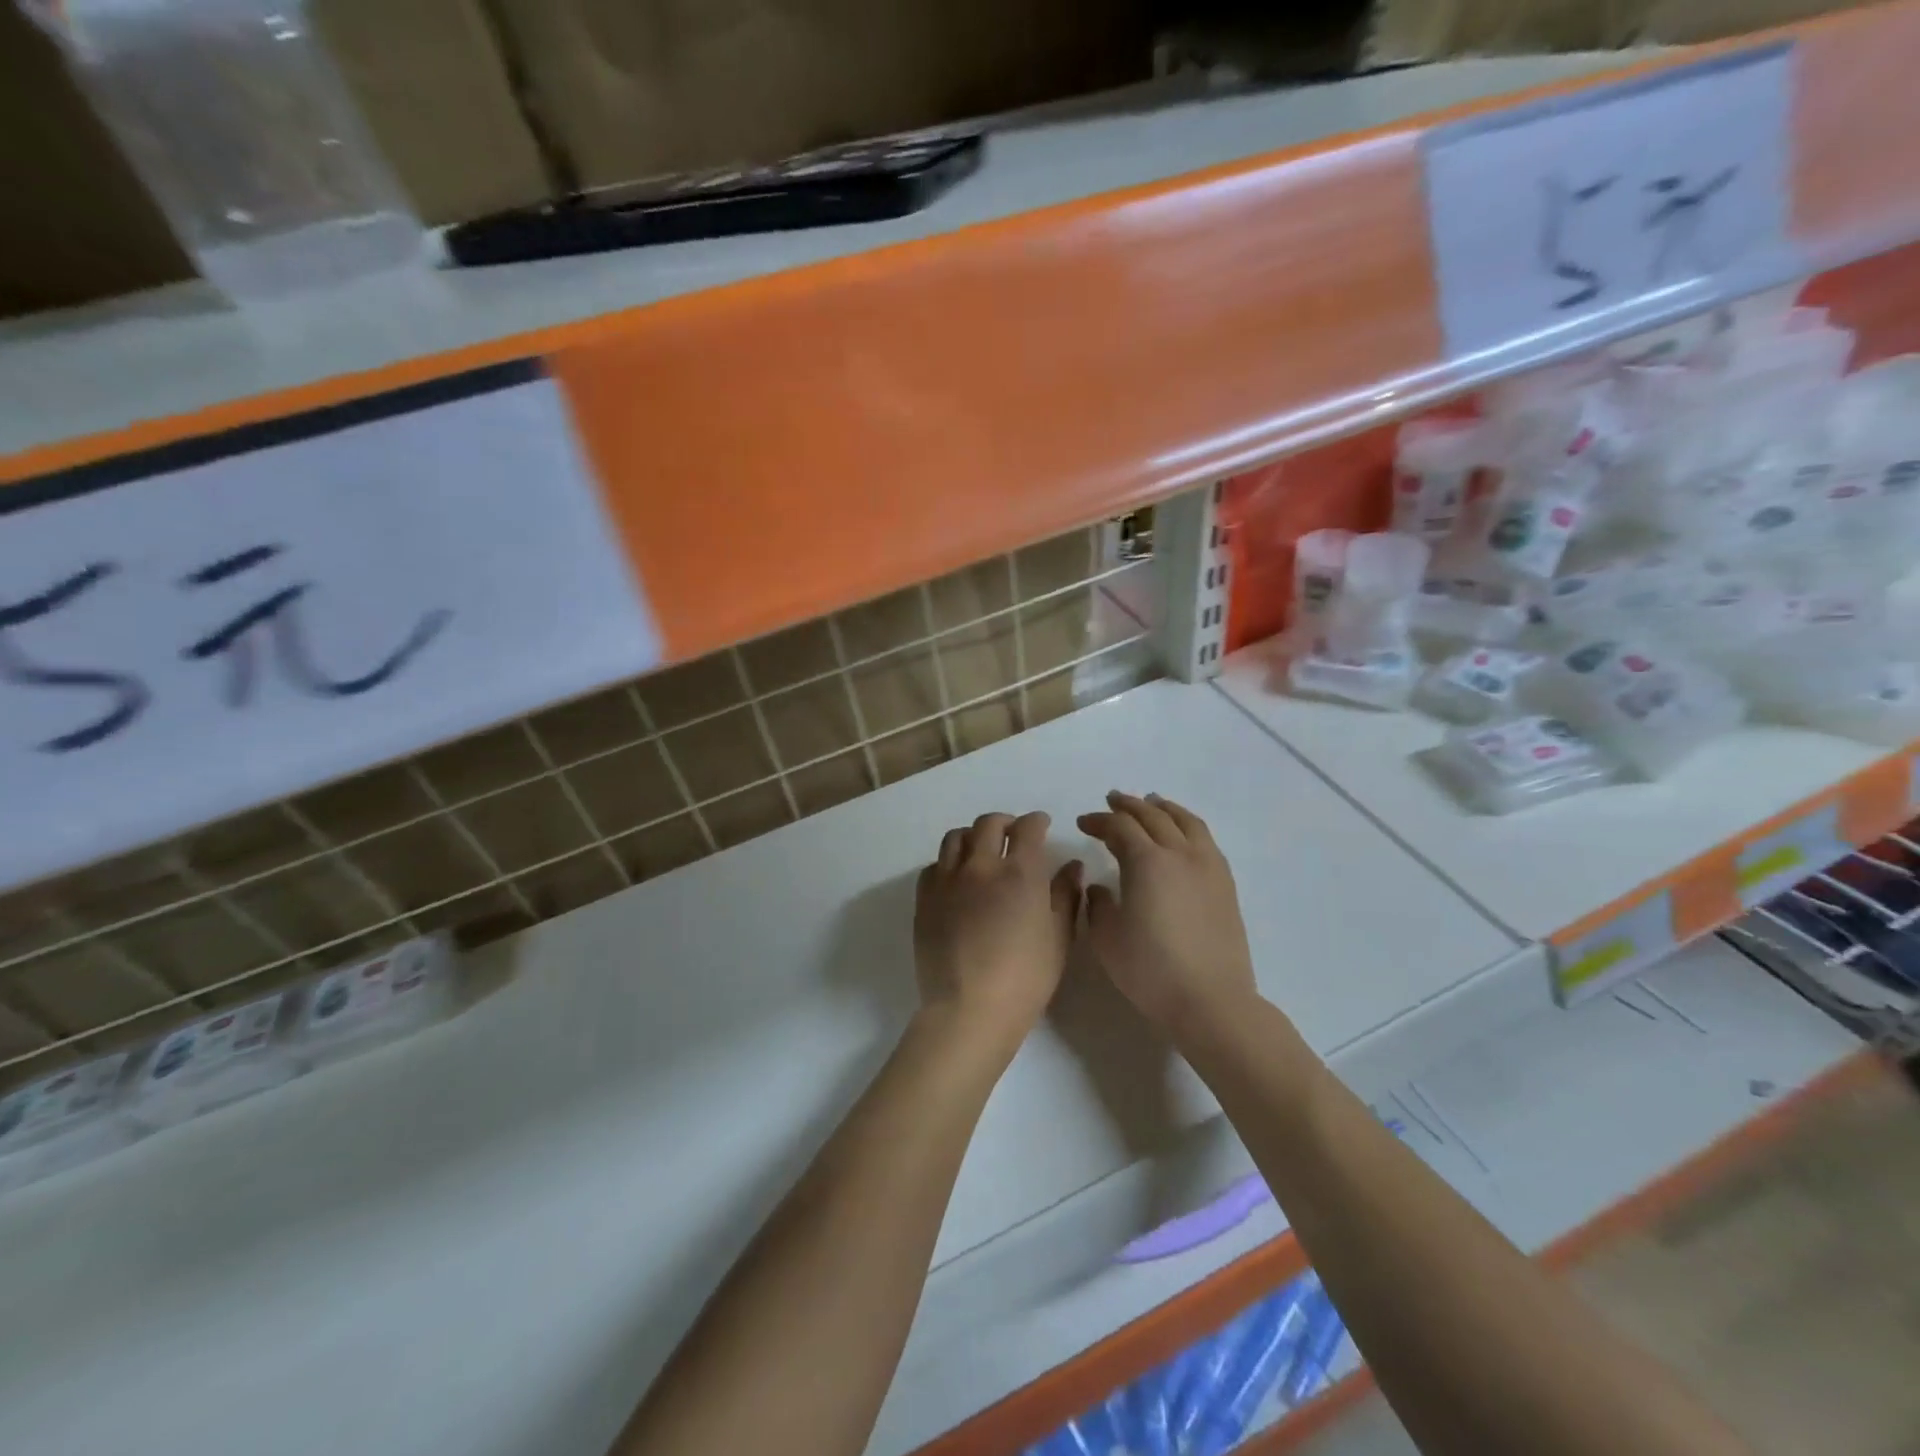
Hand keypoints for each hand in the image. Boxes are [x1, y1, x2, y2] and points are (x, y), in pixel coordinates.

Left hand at [915, 812, 1082, 1052]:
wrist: (969, 1010)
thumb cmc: (1025, 978)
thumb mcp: (1059, 938)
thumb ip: (1066, 896)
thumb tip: (1072, 866)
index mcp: (1019, 872)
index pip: (1027, 828)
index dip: (1036, 822)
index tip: (1041, 825)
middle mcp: (980, 866)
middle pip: (988, 824)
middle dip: (1004, 822)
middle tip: (1012, 834)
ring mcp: (947, 881)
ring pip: (955, 838)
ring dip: (972, 836)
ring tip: (981, 851)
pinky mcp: (924, 900)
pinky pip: (933, 867)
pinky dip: (947, 863)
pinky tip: (956, 879)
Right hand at [1076, 792, 1258, 1040]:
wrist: (1211, 1000)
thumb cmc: (1151, 970)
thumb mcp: (1107, 938)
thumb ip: (1098, 904)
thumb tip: (1102, 887)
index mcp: (1147, 862)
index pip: (1119, 827)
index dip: (1099, 820)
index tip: (1083, 823)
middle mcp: (1179, 853)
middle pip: (1152, 815)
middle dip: (1128, 805)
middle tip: (1111, 801)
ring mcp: (1207, 866)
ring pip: (1185, 821)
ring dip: (1163, 807)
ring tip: (1151, 802)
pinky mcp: (1225, 883)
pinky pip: (1204, 838)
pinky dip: (1187, 824)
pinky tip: (1181, 834)